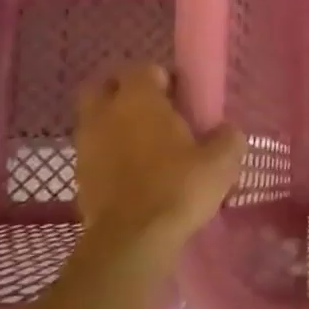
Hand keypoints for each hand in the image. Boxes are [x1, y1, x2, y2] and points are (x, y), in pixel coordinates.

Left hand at [75, 64, 243, 247]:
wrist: (132, 240)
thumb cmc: (178, 187)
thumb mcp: (222, 161)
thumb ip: (228, 137)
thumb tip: (226, 131)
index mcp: (138, 99)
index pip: (144, 68)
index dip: (164, 78)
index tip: (184, 98)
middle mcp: (105, 113)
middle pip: (105, 86)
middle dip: (127, 93)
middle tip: (156, 113)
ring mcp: (86, 144)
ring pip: (97, 120)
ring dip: (117, 125)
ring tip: (147, 147)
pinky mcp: (80, 175)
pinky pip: (95, 152)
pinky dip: (110, 155)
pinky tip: (135, 174)